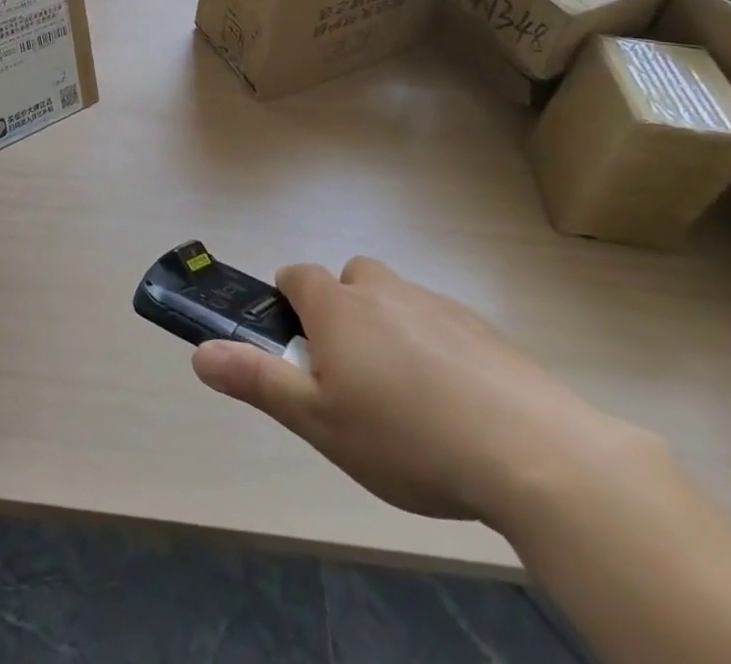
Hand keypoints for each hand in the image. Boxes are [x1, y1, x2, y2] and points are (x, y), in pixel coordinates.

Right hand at [192, 258, 642, 528]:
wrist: (532, 453)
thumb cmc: (406, 436)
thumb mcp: (319, 421)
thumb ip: (257, 381)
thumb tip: (199, 352)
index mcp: (338, 306)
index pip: (296, 276)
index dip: (289, 304)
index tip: (299, 349)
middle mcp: (383, 290)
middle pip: (349, 280)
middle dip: (342, 312)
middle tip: (353, 377)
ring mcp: (437, 304)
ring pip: (397, 301)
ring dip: (389, 329)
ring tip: (407, 398)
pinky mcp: (482, 328)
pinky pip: (441, 324)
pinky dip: (436, 347)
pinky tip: (455, 404)